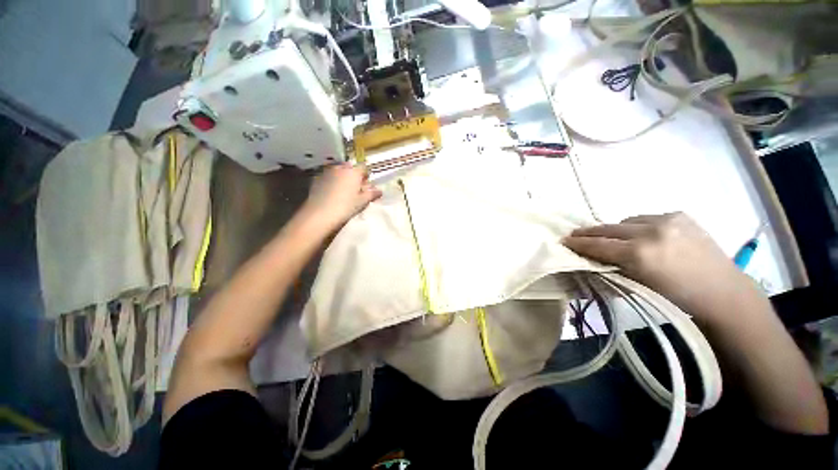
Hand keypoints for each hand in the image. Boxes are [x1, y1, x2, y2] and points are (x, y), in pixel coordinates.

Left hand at [302, 163, 381, 229]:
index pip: (363, 168)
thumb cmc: (346, 206)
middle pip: (350, 168)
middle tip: (356, 188)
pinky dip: (332, 181)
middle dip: (354, 175)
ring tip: (344, 191)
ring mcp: (327, 172)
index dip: (366, 176)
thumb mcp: (362, 201)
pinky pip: (328, 177)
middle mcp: (340, 168)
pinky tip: (332, 193)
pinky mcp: (317, 179)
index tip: (366, 185)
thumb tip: (379, 191)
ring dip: (343, 178)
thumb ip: (371, 194)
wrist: (320, 213)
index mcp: (353, 172)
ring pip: (338, 171)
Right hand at [563, 213, 758, 321]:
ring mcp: (667, 220)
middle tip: (574, 234)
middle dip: (589, 232)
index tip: (564, 240)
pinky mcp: (679, 215)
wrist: (724, 292)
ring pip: (625, 220)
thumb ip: (611, 267)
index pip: (598, 244)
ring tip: (611, 238)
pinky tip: (640, 235)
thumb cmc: (677, 298)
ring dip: (614, 229)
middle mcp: (651, 231)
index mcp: (640, 254)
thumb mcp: (637, 285)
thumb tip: (590, 257)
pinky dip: (636, 225)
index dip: (578, 243)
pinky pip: (645, 217)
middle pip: (608, 228)